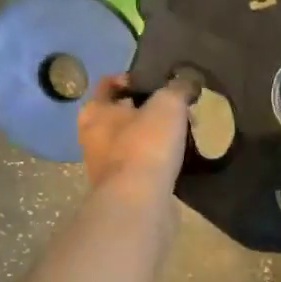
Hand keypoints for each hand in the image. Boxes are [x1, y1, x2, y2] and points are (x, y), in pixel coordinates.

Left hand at [77, 74, 194, 191]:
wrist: (139, 202)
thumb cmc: (145, 144)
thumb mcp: (168, 104)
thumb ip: (179, 88)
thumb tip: (188, 81)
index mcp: (94, 111)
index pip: (109, 84)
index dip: (134, 79)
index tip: (160, 82)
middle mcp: (92, 137)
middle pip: (121, 114)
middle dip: (147, 110)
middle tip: (176, 110)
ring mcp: (105, 167)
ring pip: (132, 142)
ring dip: (153, 137)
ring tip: (182, 136)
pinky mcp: (122, 190)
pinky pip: (141, 167)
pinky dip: (156, 162)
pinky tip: (178, 161)